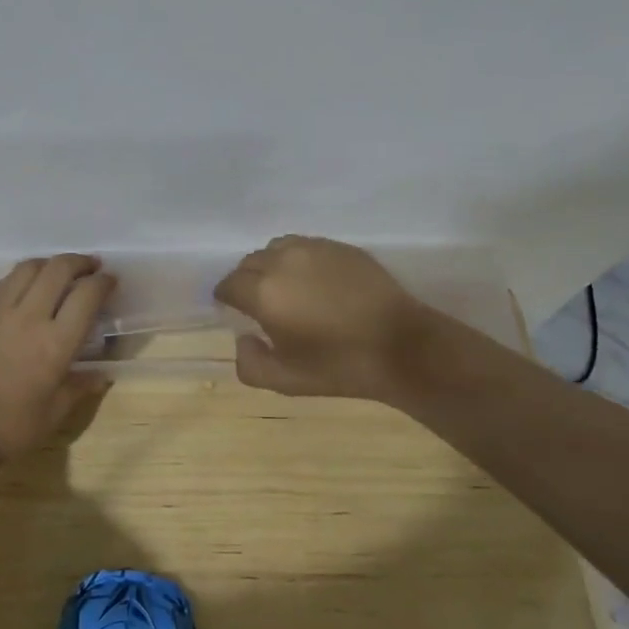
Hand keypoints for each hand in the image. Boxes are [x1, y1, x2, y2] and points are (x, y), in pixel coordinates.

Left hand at [0, 254, 115, 460]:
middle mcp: (29, 317)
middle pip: (58, 269)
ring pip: (27, 268)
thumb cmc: (14, 426)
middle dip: (80, 262)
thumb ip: (81, 385)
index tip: (110, 281)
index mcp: (56, 343)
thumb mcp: (57, 410)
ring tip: (57, 272)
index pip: (87, 295)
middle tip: (90, 267)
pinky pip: (2, 284)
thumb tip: (102, 375)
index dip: (103, 282)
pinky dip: (21, 279)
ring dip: (49, 264)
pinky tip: (24, 290)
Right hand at [213, 236, 434, 400]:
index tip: (232, 311)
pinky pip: (306, 246)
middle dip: (247, 281)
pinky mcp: (340, 247)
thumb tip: (243, 339)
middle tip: (259, 304)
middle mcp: (283, 261)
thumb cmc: (339, 366)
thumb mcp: (286, 381)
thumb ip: (250, 364)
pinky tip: (314, 282)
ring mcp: (314, 249)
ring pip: (277, 249)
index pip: (229, 285)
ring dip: (271, 266)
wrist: (402, 346)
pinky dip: (299, 260)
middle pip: (249, 263)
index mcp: (264, 292)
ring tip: (286, 288)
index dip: (226, 298)